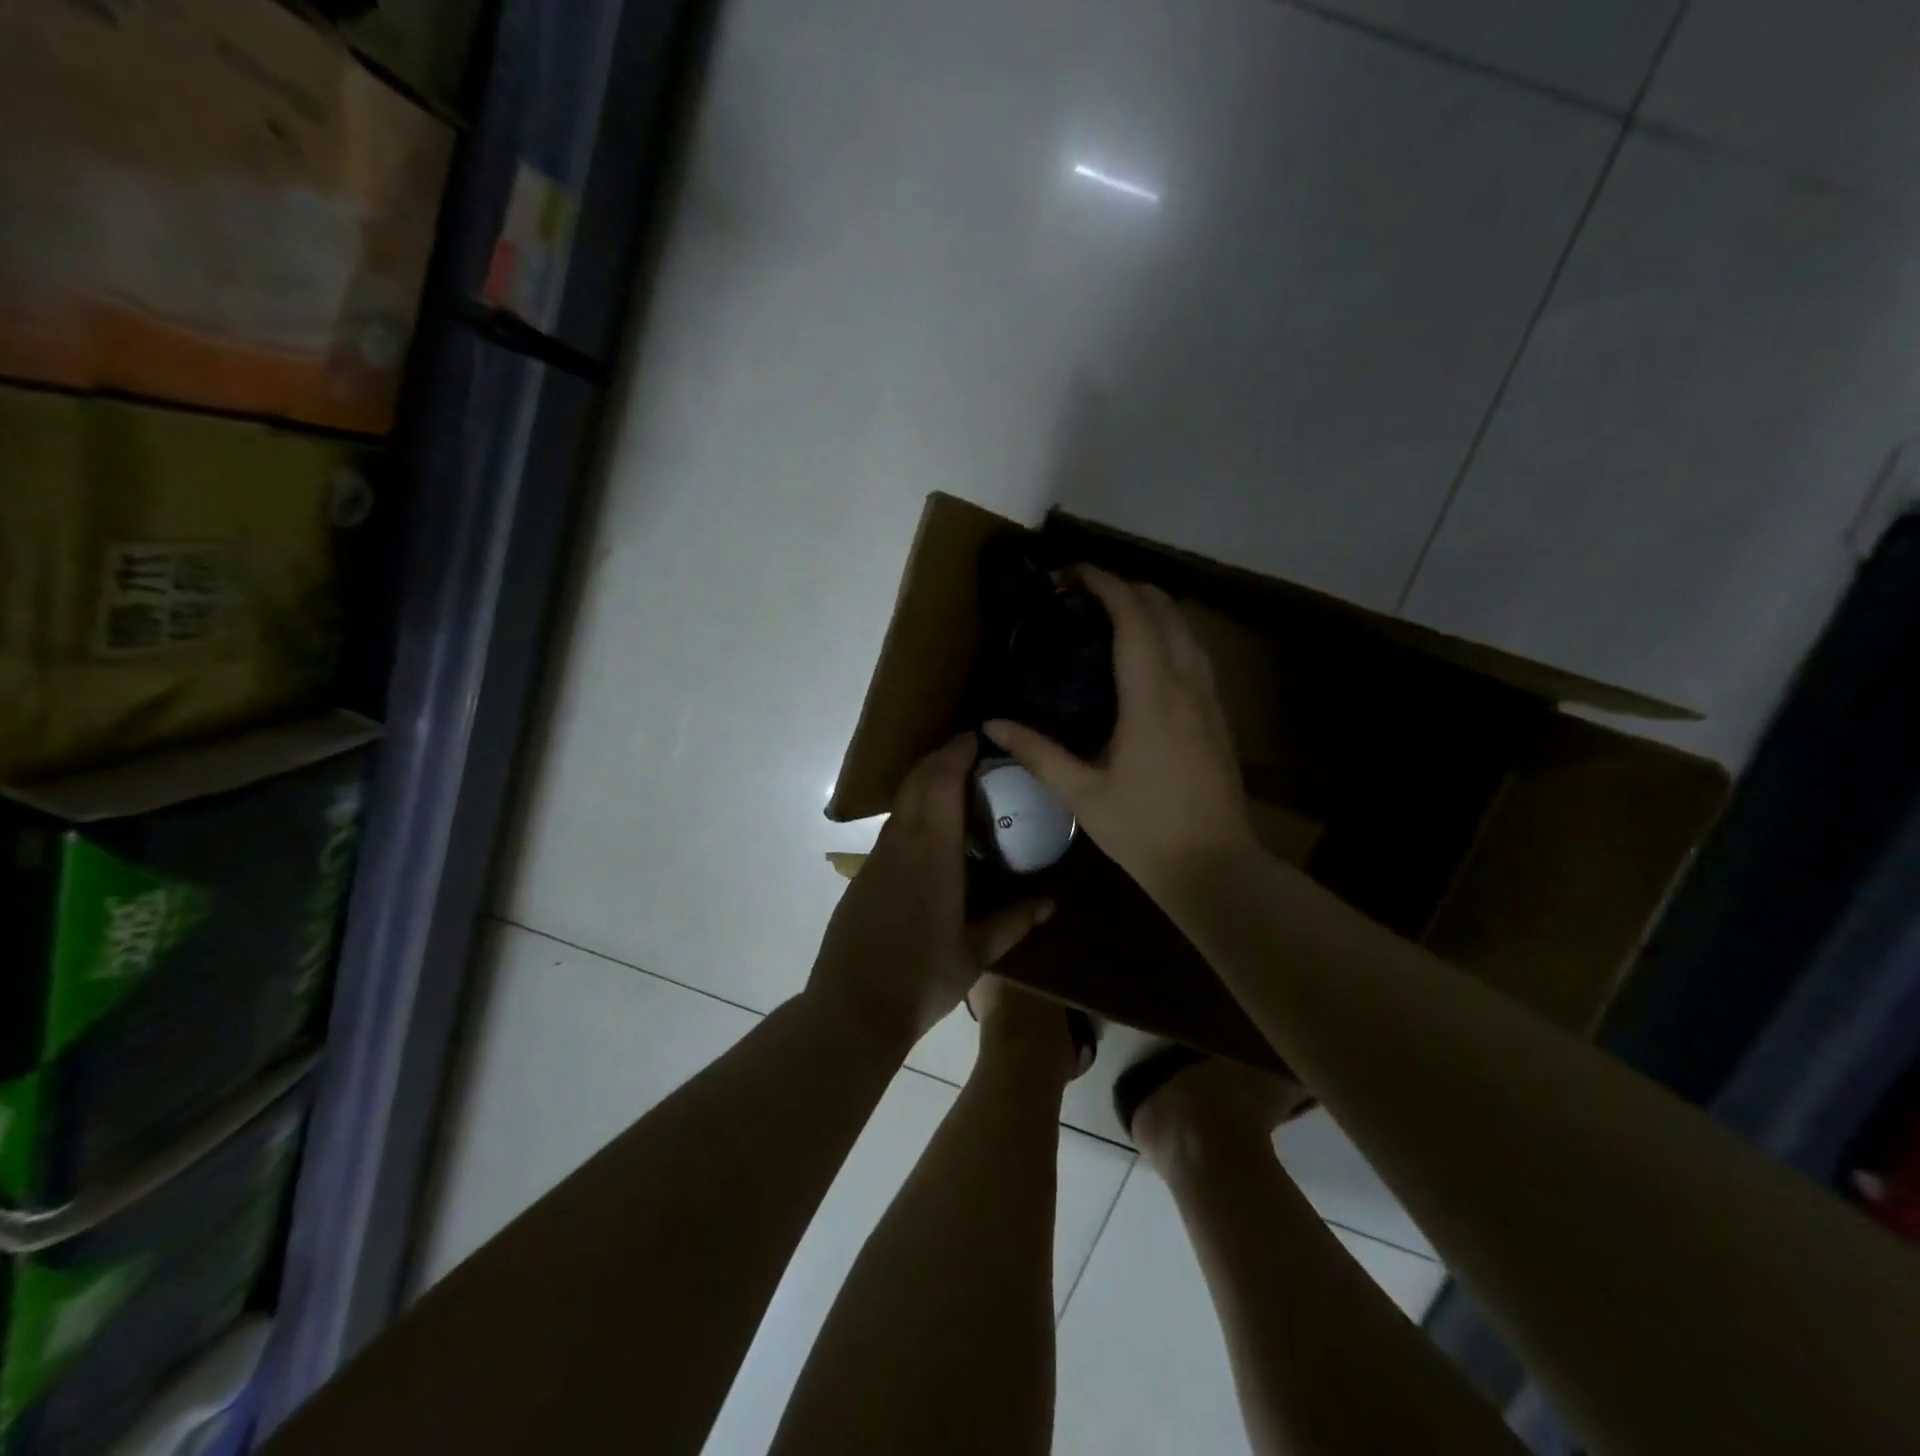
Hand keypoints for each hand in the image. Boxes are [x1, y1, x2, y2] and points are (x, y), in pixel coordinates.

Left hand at [809, 734, 1052, 1048]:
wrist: (853, 1009)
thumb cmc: (921, 980)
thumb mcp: (975, 954)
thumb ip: (1014, 922)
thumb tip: (1050, 902)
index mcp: (932, 854)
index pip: (940, 784)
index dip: (955, 753)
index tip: (975, 737)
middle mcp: (901, 845)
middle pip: (916, 782)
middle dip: (940, 757)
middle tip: (970, 752)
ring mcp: (877, 858)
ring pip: (901, 802)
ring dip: (924, 781)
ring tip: (956, 783)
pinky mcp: (863, 875)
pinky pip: (892, 826)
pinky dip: (913, 809)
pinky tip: (931, 830)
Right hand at [984, 567, 1254, 893]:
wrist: (1215, 867)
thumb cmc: (1144, 831)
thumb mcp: (1082, 794)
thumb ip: (1038, 752)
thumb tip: (992, 724)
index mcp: (1152, 696)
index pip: (1133, 615)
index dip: (1103, 583)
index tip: (1070, 574)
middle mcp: (1187, 684)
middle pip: (1165, 608)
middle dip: (1126, 587)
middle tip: (1083, 595)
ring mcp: (1210, 699)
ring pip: (1186, 628)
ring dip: (1152, 608)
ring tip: (1110, 617)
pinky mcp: (1218, 715)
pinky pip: (1195, 653)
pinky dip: (1169, 634)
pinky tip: (1144, 657)